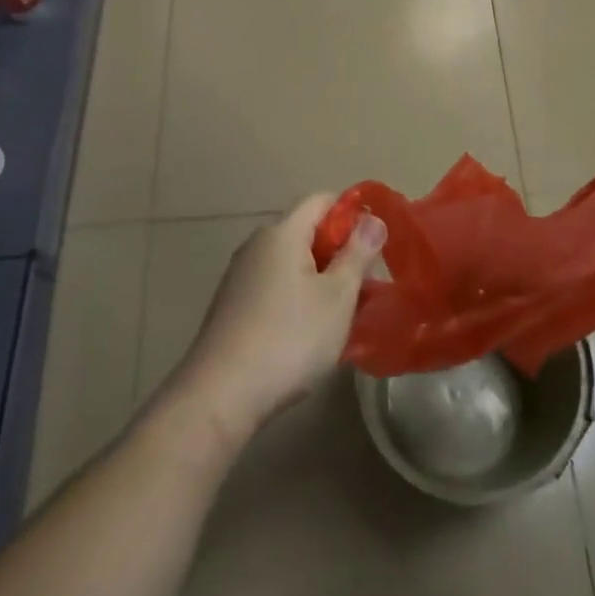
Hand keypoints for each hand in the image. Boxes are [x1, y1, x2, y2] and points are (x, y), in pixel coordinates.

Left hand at [171, 194, 385, 444]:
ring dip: (318, 277)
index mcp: (282, 233)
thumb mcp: (337, 296)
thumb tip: (374, 219)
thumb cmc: (289, 339)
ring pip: (290, 262)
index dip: (351, 213)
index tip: (373, 244)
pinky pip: (273, 285)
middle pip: (305, 231)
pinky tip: (307, 332)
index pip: (321, 200)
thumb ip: (358, 253)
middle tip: (364, 284)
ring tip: (341, 313)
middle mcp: (256, 245)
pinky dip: (296, 297)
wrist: (220, 395)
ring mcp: (239, 276)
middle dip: (337, 251)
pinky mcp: (231, 306)